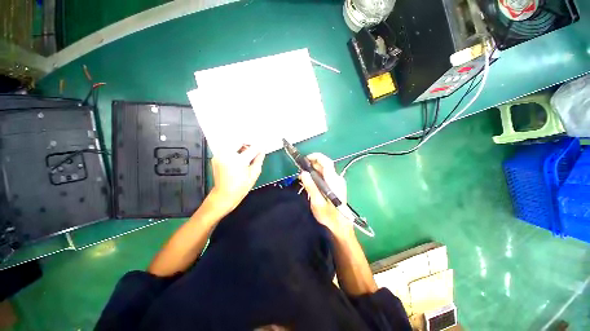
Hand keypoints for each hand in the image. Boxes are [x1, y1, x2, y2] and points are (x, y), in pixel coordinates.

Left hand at [208, 145, 264, 213]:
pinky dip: (234, 148)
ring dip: (240, 144)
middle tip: (254, 148)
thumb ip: (259, 159)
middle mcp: (226, 154)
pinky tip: (239, 156)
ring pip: (231, 142)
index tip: (263, 146)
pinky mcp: (216, 157)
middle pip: (239, 140)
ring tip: (246, 152)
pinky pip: (226, 147)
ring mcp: (219, 155)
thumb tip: (262, 151)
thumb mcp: (254, 173)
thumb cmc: (241, 187)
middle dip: (248, 142)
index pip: (252, 148)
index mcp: (238, 160)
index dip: (259, 146)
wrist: (224, 195)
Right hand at [299, 153, 353, 237]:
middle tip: (300, 170)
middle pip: (325, 165)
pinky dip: (317, 176)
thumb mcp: (317, 202)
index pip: (326, 162)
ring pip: (324, 171)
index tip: (305, 159)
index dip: (316, 157)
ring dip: (313, 171)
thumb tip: (303, 173)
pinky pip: (325, 176)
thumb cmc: (328, 216)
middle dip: (312, 164)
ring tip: (303, 177)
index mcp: (333, 181)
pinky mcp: (336, 186)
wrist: (340, 226)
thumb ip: (311, 187)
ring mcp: (337, 182)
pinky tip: (310, 182)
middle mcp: (337, 179)